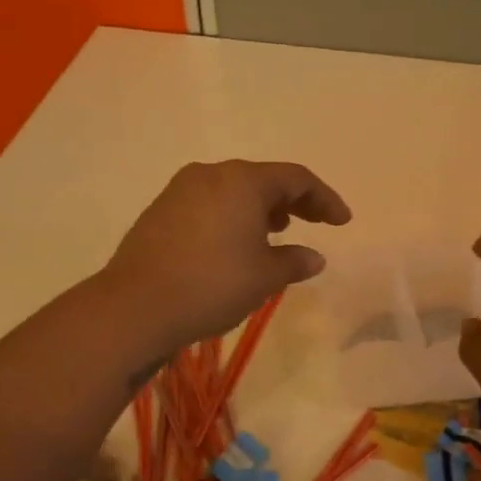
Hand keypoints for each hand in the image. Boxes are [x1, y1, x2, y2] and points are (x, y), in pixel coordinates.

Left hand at [102, 161, 352, 353]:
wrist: (137, 306)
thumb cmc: (213, 285)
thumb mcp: (264, 277)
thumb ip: (294, 262)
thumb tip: (314, 257)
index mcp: (243, 181)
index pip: (296, 178)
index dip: (324, 198)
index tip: (342, 221)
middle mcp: (210, 175)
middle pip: (262, 180)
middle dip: (292, 201)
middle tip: (313, 222)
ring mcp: (179, 191)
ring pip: (231, 191)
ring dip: (259, 209)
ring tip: (275, 233)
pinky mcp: (159, 212)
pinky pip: (207, 205)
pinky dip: (230, 218)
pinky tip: (233, 245)